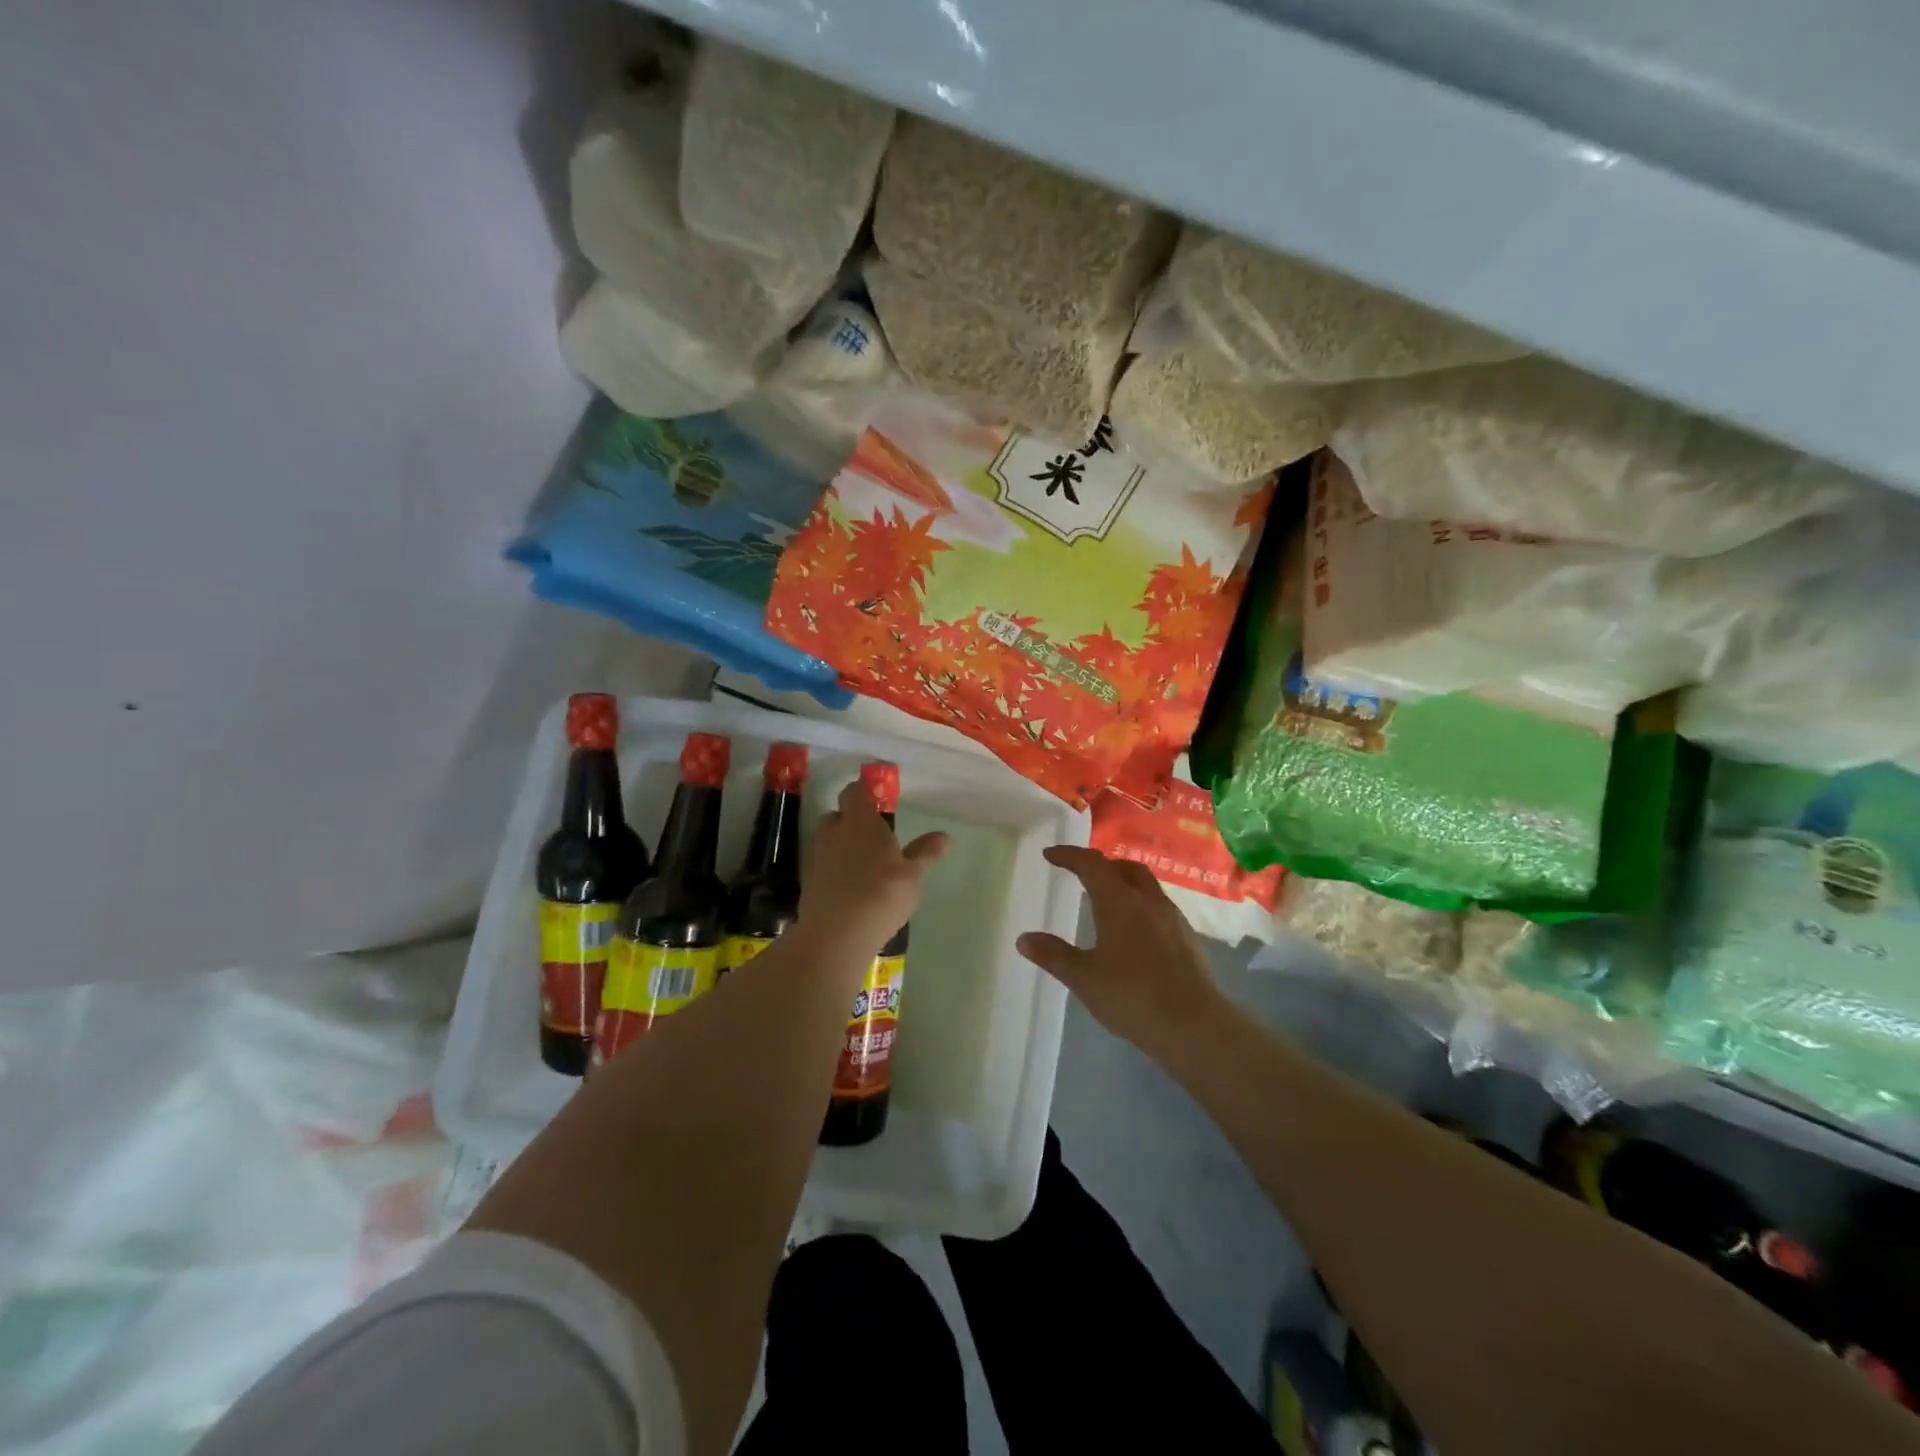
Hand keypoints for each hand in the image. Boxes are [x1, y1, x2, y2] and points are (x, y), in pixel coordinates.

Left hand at [799, 781, 947, 956]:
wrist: (837, 933)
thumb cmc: (882, 893)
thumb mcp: (913, 875)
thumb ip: (925, 853)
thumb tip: (943, 836)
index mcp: (860, 821)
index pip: (856, 791)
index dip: (865, 789)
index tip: (877, 795)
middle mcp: (835, 832)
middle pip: (838, 815)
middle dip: (852, 820)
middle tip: (873, 835)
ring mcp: (818, 856)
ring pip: (829, 840)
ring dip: (843, 845)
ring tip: (865, 865)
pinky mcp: (809, 881)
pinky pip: (824, 865)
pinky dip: (836, 870)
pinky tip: (852, 888)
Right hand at [1018, 845, 1226, 1067]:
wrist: (1196, 1026)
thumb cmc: (1133, 997)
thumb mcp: (1085, 979)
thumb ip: (1054, 956)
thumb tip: (1024, 939)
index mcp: (1120, 902)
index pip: (1091, 864)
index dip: (1069, 856)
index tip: (1050, 854)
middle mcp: (1148, 901)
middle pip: (1124, 867)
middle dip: (1101, 865)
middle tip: (1081, 874)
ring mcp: (1172, 919)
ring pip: (1146, 886)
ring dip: (1124, 884)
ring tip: (1106, 902)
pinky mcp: (1187, 938)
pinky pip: (1159, 907)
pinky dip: (1140, 906)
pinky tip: (1134, 933)